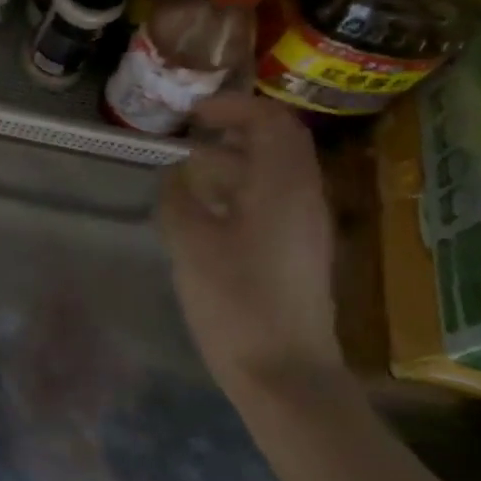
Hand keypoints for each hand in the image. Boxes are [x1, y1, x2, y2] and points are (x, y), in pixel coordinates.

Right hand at [160, 94, 344, 396]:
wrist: (283, 372)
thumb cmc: (235, 301)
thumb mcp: (191, 243)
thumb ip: (178, 198)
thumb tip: (176, 175)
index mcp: (283, 187)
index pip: (271, 122)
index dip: (232, 108)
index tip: (192, 113)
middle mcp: (304, 199)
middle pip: (277, 145)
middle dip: (232, 132)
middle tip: (187, 138)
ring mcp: (305, 228)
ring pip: (273, 175)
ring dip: (233, 164)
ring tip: (186, 175)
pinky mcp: (297, 254)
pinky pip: (271, 203)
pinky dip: (238, 193)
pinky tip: (204, 215)